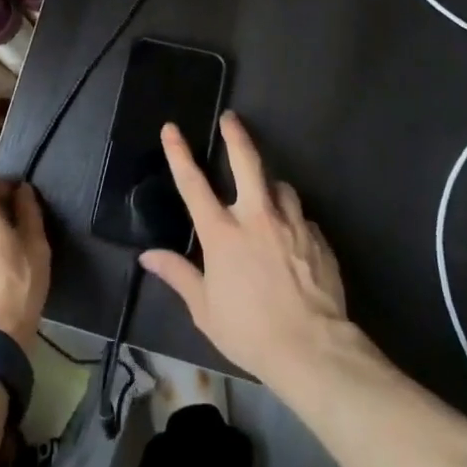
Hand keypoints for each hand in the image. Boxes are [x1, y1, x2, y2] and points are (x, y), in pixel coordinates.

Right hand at [140, 112, 349, 390]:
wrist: (313, 348)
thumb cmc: (250, 331)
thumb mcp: (205, 309)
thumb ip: (178, 275)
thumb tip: (148, 255)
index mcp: (223, 233)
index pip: (193, 184)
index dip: (179, 153)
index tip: (172, 129)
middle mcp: (257, 217)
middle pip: (246, 162)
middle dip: (236, 135)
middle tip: (231, 118)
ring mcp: (291, 223)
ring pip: (280, 186)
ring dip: (271, 187)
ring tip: (268, 197)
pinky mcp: (318, 237)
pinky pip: (301, 218)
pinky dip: (292, 221)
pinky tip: (292, 241)